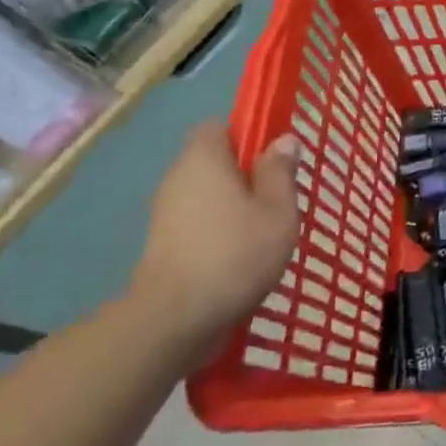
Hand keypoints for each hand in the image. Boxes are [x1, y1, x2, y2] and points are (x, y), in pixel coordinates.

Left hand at [129, 123, 301, 358]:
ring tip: (264, 231)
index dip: (247, 135)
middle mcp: (178, 177)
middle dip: (245, 174)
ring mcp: (165, 212)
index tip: (274, 158)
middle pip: (213, 161)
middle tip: (278, 198)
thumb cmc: (236, 254)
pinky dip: (218, 230)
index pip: (219, 126)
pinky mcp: (162, 244)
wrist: (176, 319)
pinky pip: (198, 221)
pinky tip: (241, 255)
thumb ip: (280, 172)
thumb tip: (283, 140)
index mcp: (204, 159)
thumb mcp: (277, 211)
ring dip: (233, 205)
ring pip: (207, 194)